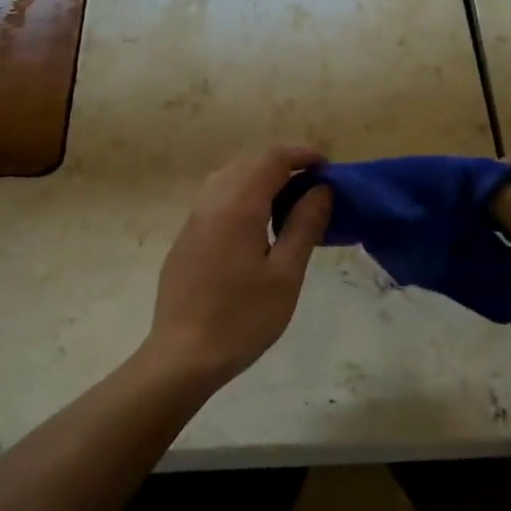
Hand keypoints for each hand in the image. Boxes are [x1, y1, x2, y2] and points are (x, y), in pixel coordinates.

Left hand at [147, 143, 333, 385]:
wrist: (183, 356)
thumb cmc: (242, 319)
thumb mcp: (285, 275)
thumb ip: (304, 226)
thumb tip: (321, 189)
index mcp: (238, 207)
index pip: (272, 158)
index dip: (302, 154)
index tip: (328, 167)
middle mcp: (211, 202)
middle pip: (248, 161)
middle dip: (283, 162)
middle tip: (313, 185)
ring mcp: (194, 219)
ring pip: (228, 176)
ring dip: (260, 175)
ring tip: (288, 200)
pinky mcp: (186, 238)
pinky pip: (215, 197)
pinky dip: (242, 192)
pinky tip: (257, 222)